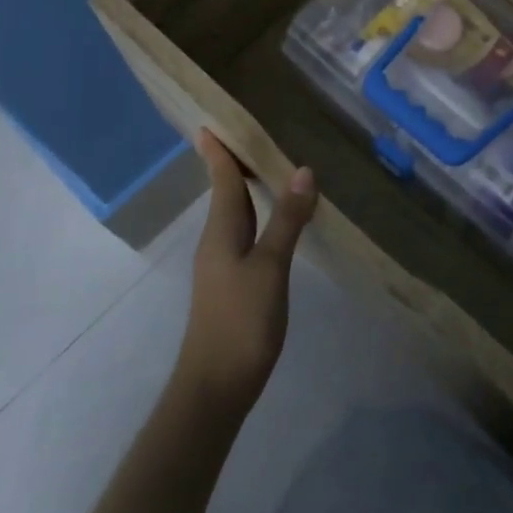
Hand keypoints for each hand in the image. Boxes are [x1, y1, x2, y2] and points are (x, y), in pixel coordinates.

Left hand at [175, 131, 317, 413]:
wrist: (215, 387)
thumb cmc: (240, 321)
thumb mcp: (270, 267)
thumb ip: (287, 220)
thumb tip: (303, 170)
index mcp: (221, 231)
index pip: (221, 181)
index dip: (218, 153)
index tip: (209, 125)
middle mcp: (216, 242)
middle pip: (225, 194)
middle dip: (233, 165)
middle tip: (249, 136)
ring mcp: (222, 265)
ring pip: (234, 215)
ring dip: (246, 190)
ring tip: (266, 168)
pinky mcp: (232, 284)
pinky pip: (243, 235)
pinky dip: (256, 216)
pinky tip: (273, 221)